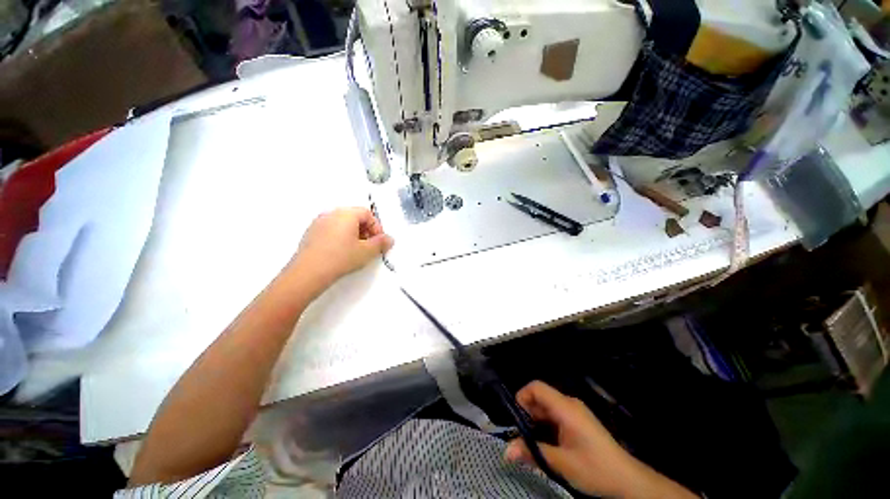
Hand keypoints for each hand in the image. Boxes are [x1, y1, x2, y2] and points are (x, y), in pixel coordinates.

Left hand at [288, 207, 392, 290]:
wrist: (308, 272)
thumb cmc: (341, 258)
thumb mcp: (367, 251)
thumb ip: (381, 243)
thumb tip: (389, 239)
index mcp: (346, 214)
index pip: (367, 213)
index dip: (377, 227)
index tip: (378, 241)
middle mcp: (332, 213)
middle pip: (354, 216)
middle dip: (366, 230)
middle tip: (369, 246)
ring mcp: (319, 222)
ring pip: (342, 223)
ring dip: (354, 234)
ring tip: (356, 250)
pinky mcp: (310, 232)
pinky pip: (331, 229)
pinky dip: (340, 236)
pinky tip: (341, 252)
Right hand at [505, 381, 695, 498]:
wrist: (628, 481)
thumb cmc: (595, 469)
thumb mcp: (562, 463)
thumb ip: (533, 453)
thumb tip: (506, 451)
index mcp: (565, 407)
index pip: (536, 387)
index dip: (521, 397)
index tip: (515, 418)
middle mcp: (569, 404)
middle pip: (540, 398)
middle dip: (527, 414)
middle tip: (521, 436)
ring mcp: (575, 413)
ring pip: (547, 408)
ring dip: (536, 422)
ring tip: (531, 443)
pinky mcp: (579, 422)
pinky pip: (556, 416)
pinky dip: (546, 426)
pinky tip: (546, 445)